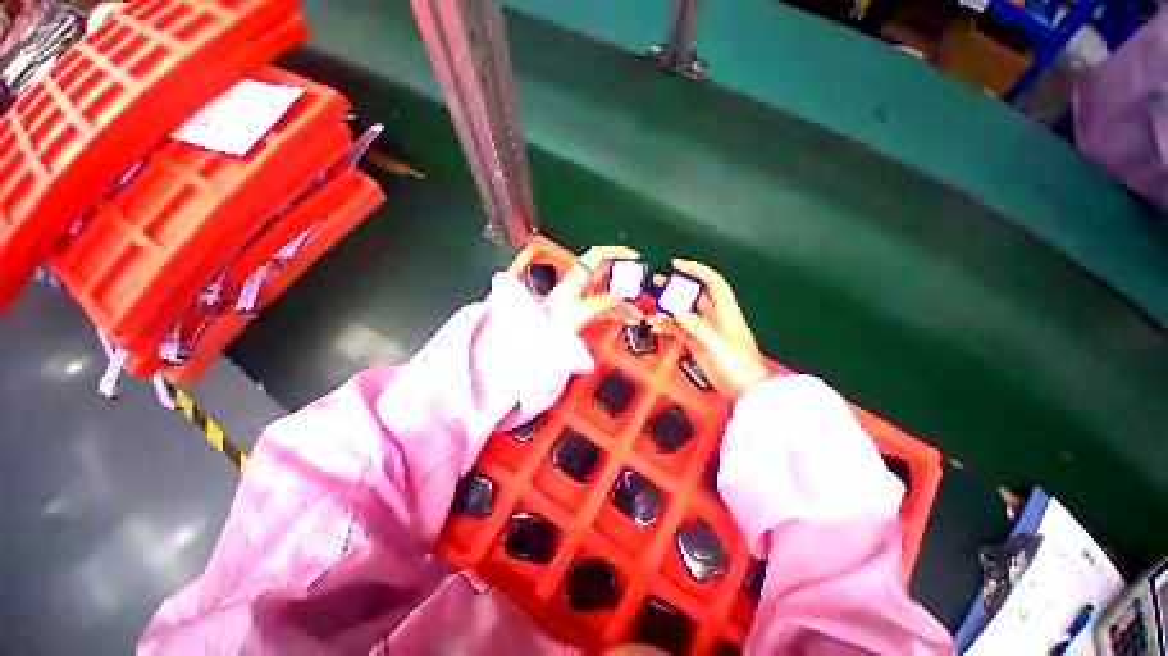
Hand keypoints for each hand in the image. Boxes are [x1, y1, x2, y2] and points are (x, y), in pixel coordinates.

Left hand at [543, 246, 644, 332]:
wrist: (543, 332)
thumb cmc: (554, 318)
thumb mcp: (583, 310)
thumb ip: (604, 301)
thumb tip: (621, 294)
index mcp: (578, 276)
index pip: (598, 254)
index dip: (617, 251)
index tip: (633, 256)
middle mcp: (582, 282)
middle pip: (609, 275)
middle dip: (626, 281)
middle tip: (639, 287)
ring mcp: (584, 295)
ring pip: (610, 293)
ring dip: (625, 303)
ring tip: (637, 313)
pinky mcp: (585, 307)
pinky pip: (606, 306)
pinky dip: (618, 312)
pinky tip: (628, 319)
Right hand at [648, 259, 769, 399]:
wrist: (743, 390)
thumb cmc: (739, 366)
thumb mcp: (718, 344)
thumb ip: (697, 327)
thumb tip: (677, 311)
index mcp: (726, 312)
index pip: (712, 282)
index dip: (696, 270)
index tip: (677, 266)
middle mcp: (714, 317)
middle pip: (693, 295)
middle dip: (676, 287)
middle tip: (657, 283)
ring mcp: (704, 330)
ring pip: (683, 313)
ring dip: (667, 311)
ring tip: (651, 312)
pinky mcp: (696, 342)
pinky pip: (679, 330)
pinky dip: (667, 328)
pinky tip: (656, 328)